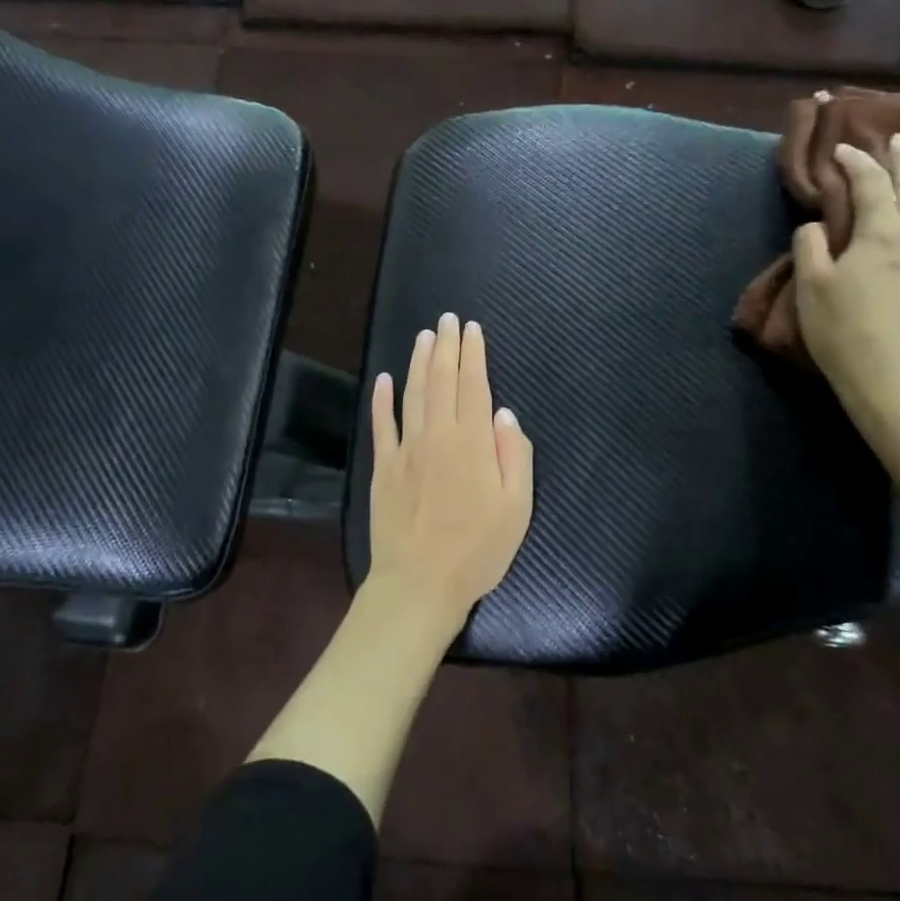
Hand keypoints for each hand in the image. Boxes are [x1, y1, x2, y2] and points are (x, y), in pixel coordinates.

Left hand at [367, 312, 534, 629]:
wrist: (420, 581)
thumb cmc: (477, 549)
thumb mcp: (517, 508)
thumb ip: (515, 455)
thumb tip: (505, 414)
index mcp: (473, 443)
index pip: (474, 386)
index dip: (473, 355)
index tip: (472, 329)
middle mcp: (438, 435)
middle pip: (441, 380)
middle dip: (446, 346)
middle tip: (448, 319)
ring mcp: (406, 448)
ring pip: (412, 393)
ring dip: (418, 361)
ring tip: (424, 336)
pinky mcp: (383, 466)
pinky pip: (382, 424)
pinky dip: (382, 399)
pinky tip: (384, 379)